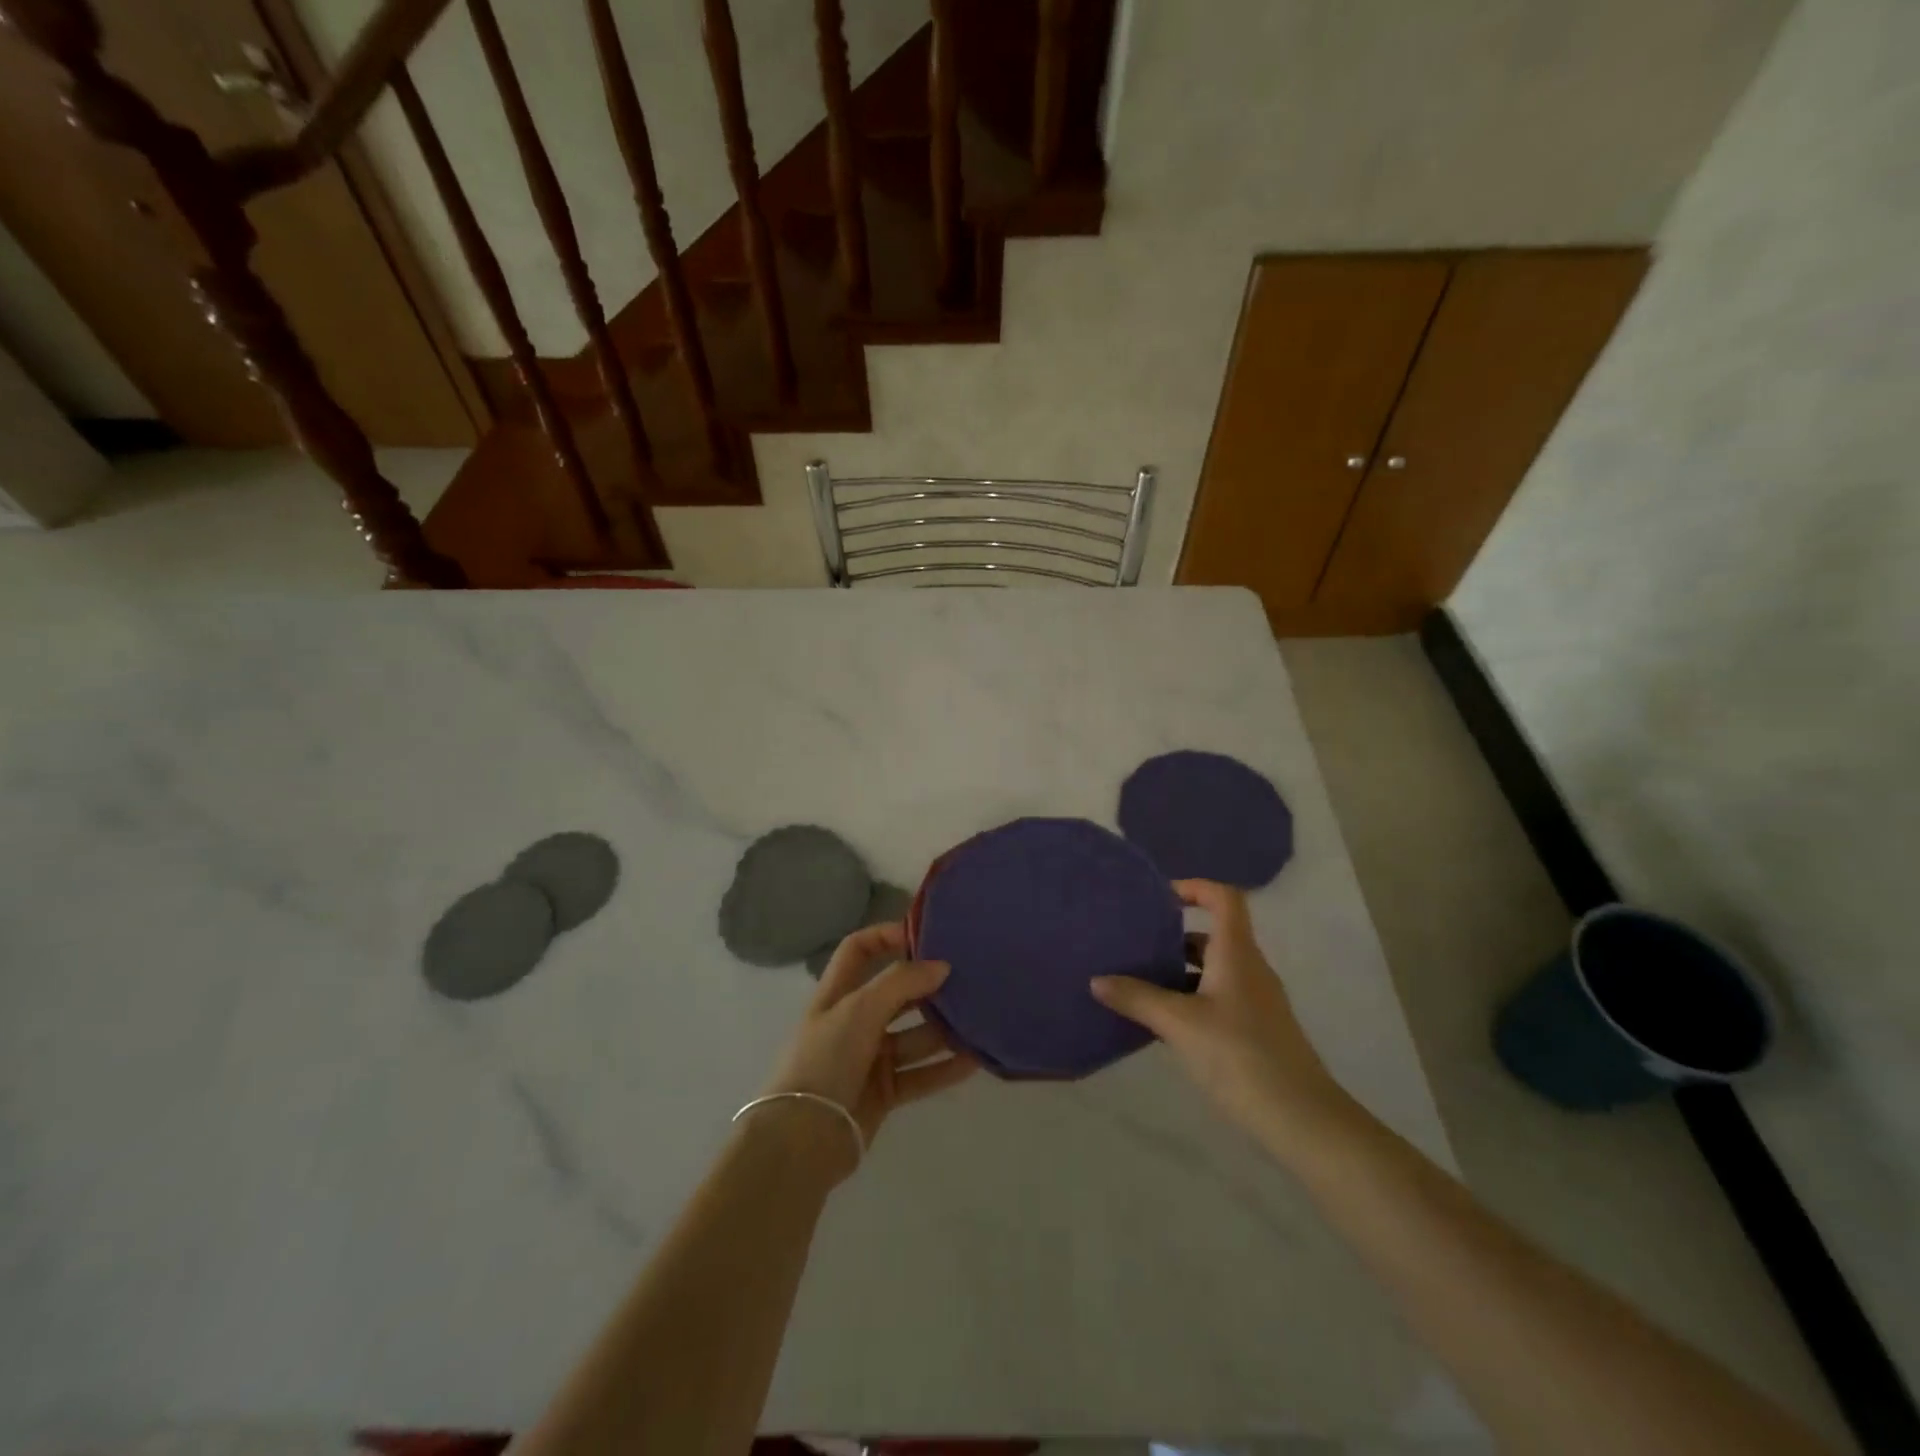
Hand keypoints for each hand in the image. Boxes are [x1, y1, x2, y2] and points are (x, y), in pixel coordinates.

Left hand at [760, 921, 978, 1177]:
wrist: (803, 1139)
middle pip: (895, 993)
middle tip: (967, 977)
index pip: (859, 950)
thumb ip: (901, 982)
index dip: (886, 936)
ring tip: (979, 1019)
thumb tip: (941, 965)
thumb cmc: (825, 1059)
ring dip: (943, 1029)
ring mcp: (869, 1057)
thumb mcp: (859, 1009)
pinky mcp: (884, 1091)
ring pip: (913, 1035)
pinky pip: (921, 1073)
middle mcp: (854, 1021)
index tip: (925, 934)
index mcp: (837, 994)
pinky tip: (974, 1059)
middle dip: (927, 985)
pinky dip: (944, 1067)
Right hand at [1091, 879, 1348, 1152]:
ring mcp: (1256, 1001)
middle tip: (1135, 945)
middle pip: (1213, 935)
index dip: (1194, 888)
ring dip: (1179, 971)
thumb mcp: (1179, 1024)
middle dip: (1174, 936)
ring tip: (1139, 983)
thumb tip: (1097, 980)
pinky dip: (1190, 998)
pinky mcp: (1257, 1030)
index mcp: (1236, 953)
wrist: (1301, 1119)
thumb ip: (1137, 998)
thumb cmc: (1239, 1056)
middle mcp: (1250, 968)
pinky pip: (1219, 997)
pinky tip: (1165, 1024)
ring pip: (1214, 969)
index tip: (1158, 898)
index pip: (1223, 898)